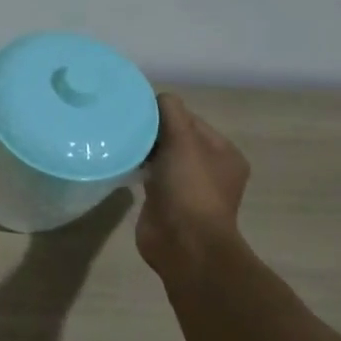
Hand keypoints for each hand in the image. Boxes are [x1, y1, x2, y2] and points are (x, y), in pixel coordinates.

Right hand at [135, 92, 250, 273]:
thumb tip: (156, 97)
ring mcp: (187, 187)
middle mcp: (208, 169)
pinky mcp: (165, 202)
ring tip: (117, 140)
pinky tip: (120, 163)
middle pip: (175, 137)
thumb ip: (171, 113)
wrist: (183, 243)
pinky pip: (149, 176)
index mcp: (223, 153)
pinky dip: (137, 168)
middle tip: (122, 124)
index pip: (190, 120)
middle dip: (151, 131)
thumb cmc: (190, 188)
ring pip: (161, 157)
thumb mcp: (183, 142)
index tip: (136, 110)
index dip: (165, 113)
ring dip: (142, 149)